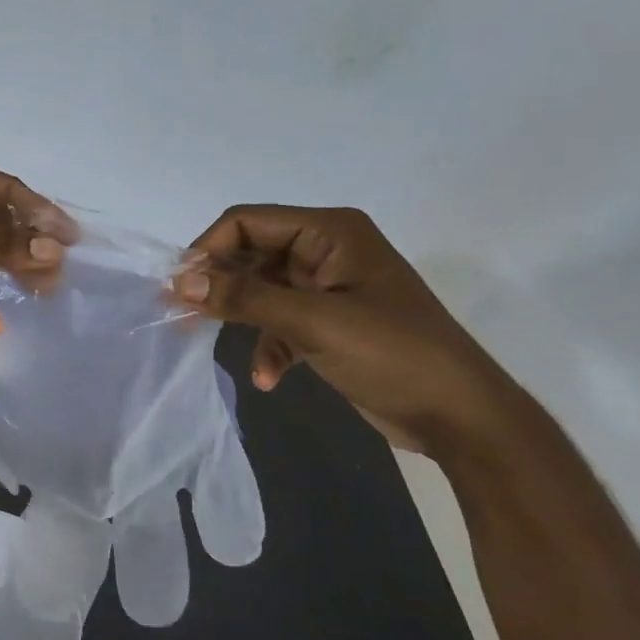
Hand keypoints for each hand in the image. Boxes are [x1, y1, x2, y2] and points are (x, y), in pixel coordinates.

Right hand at [170, 205, 518, 454]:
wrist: (461, 417)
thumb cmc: (393, 354)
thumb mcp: (313, 322)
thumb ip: (245, 298)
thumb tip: (180, 282)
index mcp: (330, 232)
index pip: (248, 222)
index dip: (208, 249)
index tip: (177, 287)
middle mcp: (326, 251)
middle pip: (250, 255)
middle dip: (218, 285)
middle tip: (183, 316)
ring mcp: (328, 288)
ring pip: (260, 290)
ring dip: (239, 318)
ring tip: (208, 342)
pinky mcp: (329, 323)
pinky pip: (280, 322)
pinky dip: (268, 346)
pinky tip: (268, 378)